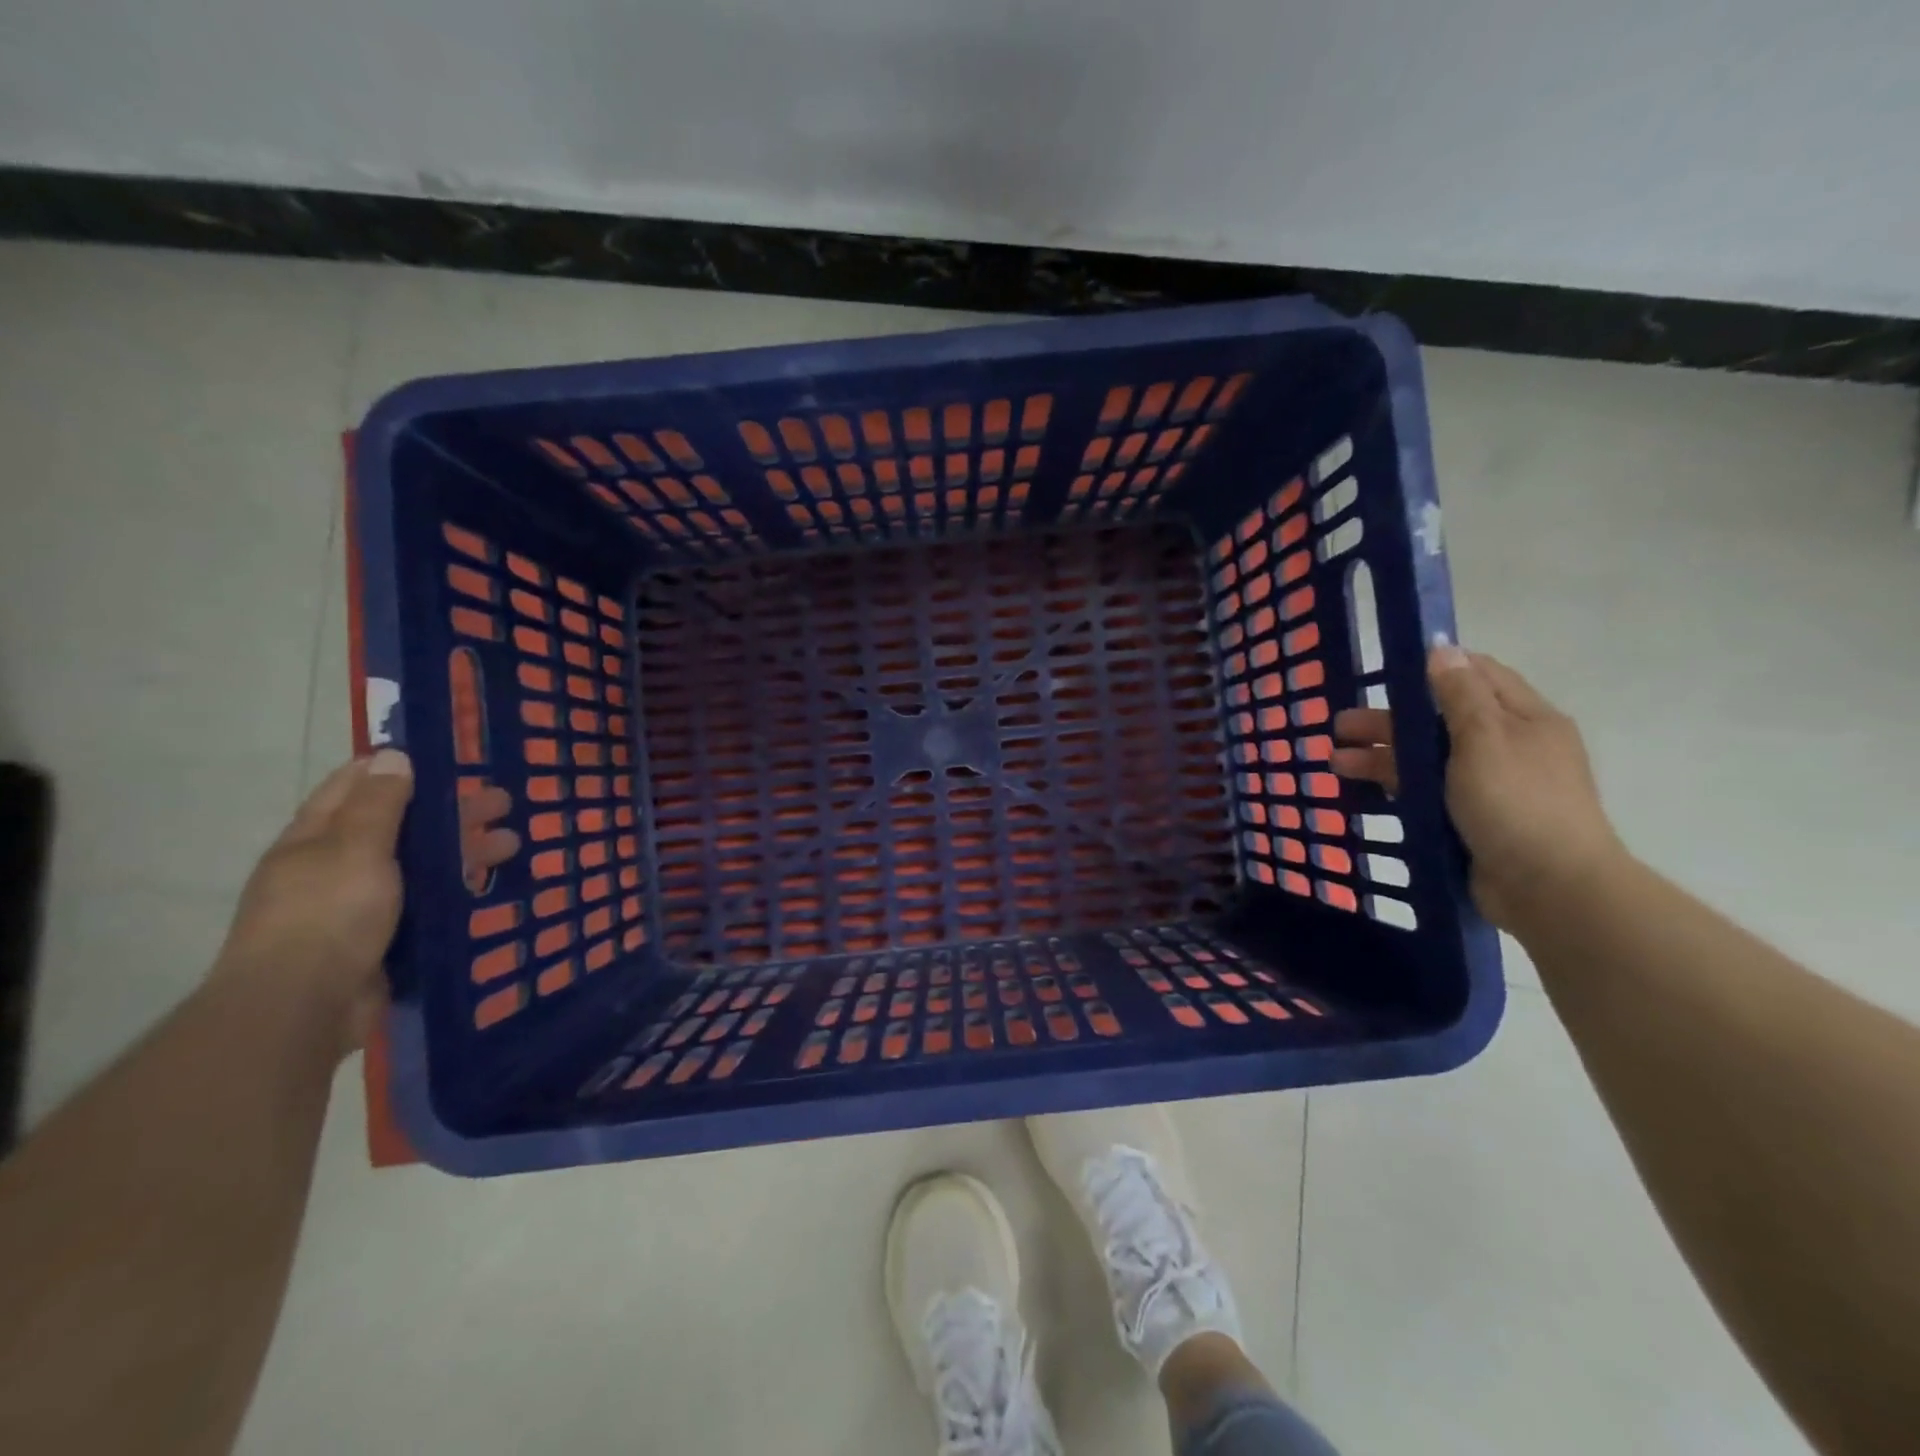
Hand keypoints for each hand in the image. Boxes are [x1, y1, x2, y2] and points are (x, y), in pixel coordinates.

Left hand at [211, 754, 521, 1055]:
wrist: (302, 1009)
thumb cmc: (326, 916)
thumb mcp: (355, 848)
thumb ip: (380, 803)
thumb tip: (393, 754)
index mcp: (316, 839)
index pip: (356, 786)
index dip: (400, 768)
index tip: (450, 759)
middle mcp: (335, 868)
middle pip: (401, 827)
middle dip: (451, 811)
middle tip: (504, 801)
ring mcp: (359, 907)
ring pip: (421, 867)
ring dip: (465, 851)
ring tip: (513, 844)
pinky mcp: (383, 940)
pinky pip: (427, 904)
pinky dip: (458, 891)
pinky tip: (490, 887)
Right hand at [1332, 646, 1624, 928]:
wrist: (1549, 889)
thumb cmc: (1517, 803)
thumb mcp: (1485, 739)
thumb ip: (1459, 694)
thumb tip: (1441, 647)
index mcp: (1523, 719)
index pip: (1477, 676)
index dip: (1433, 669)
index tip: (1385, 672)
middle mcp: (1507, 746)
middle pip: (1440, 720)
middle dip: (1389, 720)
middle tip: (1339, 727)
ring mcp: (1488, 786)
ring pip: (1427, 759)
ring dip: (1381, 756)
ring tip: (1335, 763)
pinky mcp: (1471, 819)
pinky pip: (1426, 793)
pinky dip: (1394, 787)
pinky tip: (1360, 790)